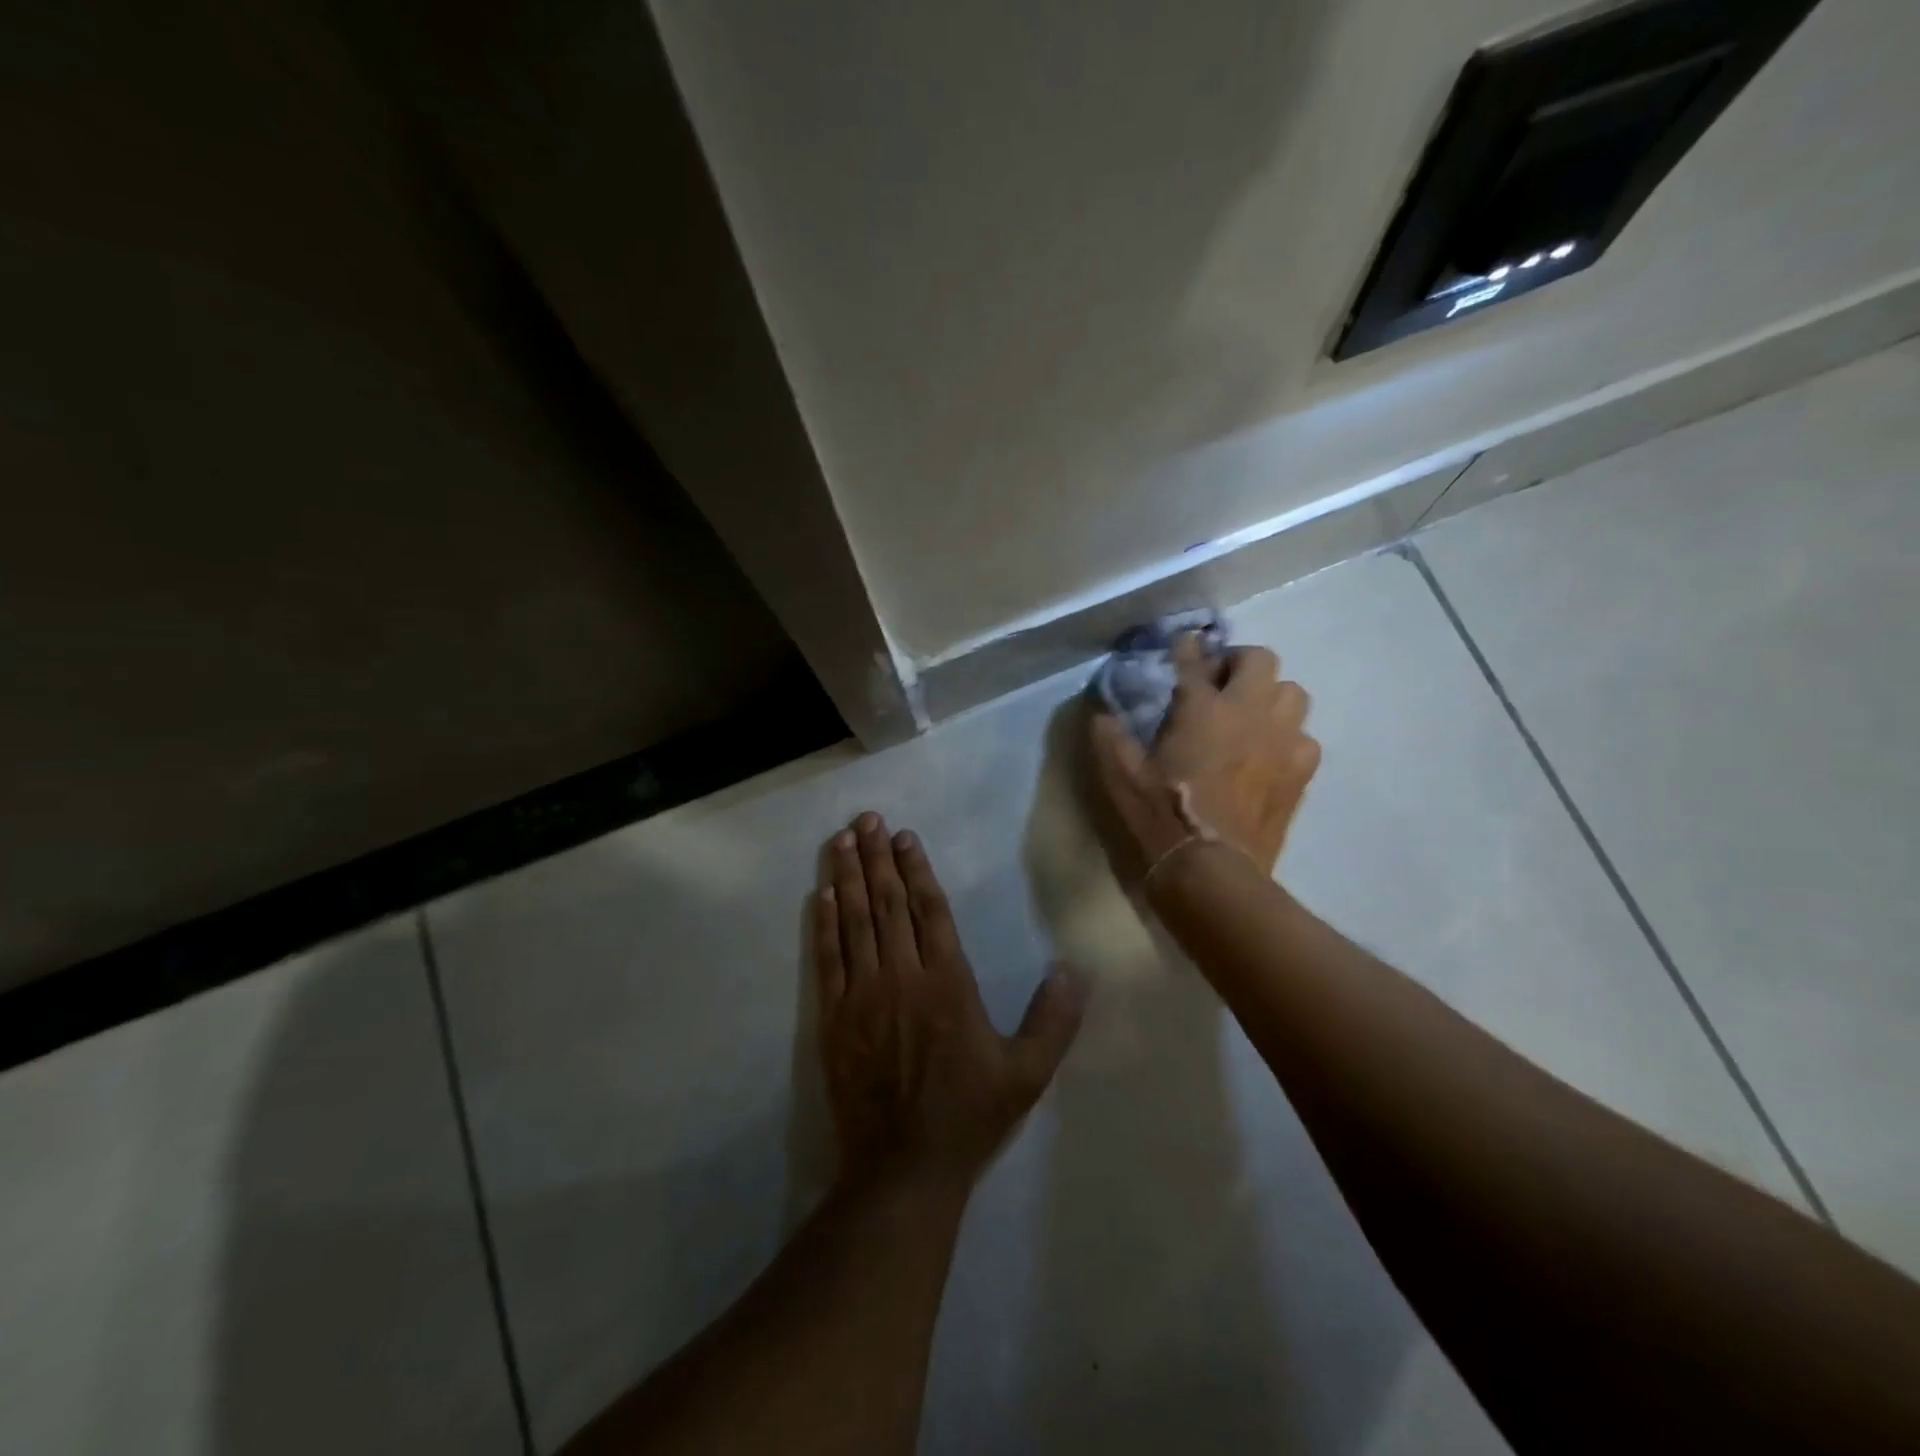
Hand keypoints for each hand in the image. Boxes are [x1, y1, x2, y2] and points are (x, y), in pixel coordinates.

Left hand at [815, 813, 1085, 1187]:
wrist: (903, 1168)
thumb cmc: (968, 1115)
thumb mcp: (1026, 1074)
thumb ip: (1054, 1020)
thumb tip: (1074, 970)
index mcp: (948, 983)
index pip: (929, 910)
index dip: (917, 869)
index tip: (904, 837)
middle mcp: (903, 977)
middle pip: (888, 904)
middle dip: (877, 857)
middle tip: (867, 818)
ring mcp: (863, 995)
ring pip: (855, 922)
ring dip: (848, 877)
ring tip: (841, 839)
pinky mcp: (834, 1018)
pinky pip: (828, 959)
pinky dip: (825, 923)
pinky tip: (821, 894)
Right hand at [1088, 637, 1320, 880]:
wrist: (1212, 870)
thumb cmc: (1162, 818)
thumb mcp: (1121, 777)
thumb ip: (1110, 738)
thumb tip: (1102, 714)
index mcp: (1202, 709)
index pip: (1195, 660)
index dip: (1187, 648)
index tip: (1184, 644)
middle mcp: (1249, 713)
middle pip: (1260, 659)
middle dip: (1238, 663)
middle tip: (1218, 683)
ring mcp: (1282, 741)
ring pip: (1292, 693)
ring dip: (1269, 696)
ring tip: (1248, 716)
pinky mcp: (1300, 772)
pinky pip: (1305, 737)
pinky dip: (1287, 736)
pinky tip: (1268, 754)